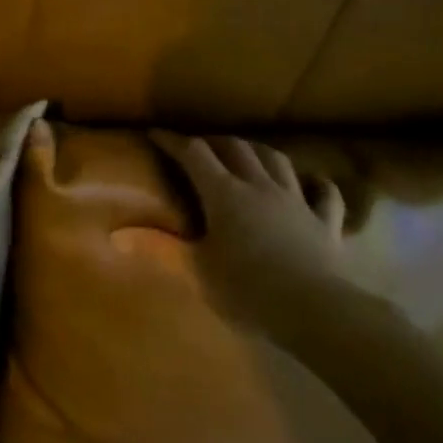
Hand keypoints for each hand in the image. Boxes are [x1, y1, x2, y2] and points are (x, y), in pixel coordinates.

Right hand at [113, 130, 347, 332]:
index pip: (193, 154)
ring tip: (247, 154)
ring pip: (276, 160)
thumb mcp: (196, 271)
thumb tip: (116, 234)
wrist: (315, 310)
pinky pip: (325, 194)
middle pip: (236, 148)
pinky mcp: (325, 222)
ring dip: (258, 152)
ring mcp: (296, 200)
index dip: (173, 141)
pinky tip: (312, 182)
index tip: (155, 133)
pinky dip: (316, 183)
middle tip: (199, 147)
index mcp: (224, 193)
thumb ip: (159, 248)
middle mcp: (259, 185)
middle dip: (214, 141)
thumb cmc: (247, 290)